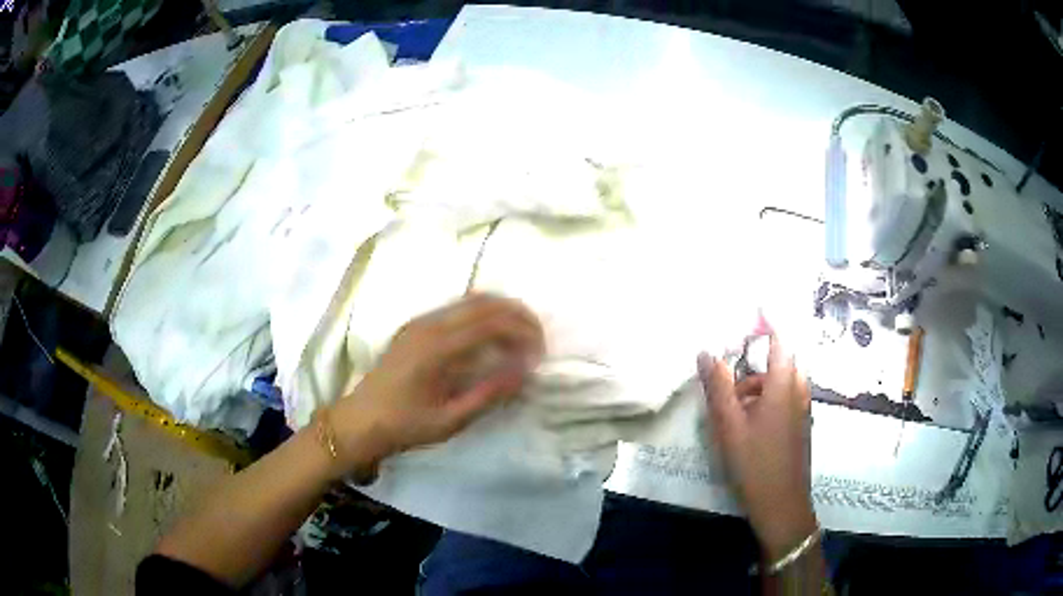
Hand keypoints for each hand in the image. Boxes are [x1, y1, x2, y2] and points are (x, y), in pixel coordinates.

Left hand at [328, 293, 544, 471]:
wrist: (361, 420)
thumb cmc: (405, 425)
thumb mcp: (450, 420)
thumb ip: (489, 394)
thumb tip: (524, 371)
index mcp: (437, 347)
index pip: (491, 323)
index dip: (522, 332)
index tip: (540, 353)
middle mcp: (429, 324)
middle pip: (484, 302)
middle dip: (517, 314)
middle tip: (537, 338)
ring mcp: (420, 321)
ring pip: (470, 300)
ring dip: (500, 311)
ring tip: (520, 335)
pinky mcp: (415, 326)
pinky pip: (455, 308)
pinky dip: (481, 314)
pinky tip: (490, 336)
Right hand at [697, 336, 815, 559]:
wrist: (782, 504)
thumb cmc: (755, 462)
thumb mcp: (729, 424)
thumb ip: (718, 386)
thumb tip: (706, 351)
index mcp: (785, 383)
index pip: (781, 337)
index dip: (769, 318)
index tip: (756, 303)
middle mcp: (799, 389)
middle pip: (778, 361)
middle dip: (753, 364)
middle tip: (728, 380)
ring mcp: (802, 409)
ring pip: (779, 383)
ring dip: (756, 387)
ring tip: (731, 411)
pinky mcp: (800, 425)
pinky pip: (783, 399)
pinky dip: (764, 401)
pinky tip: (746, 427)